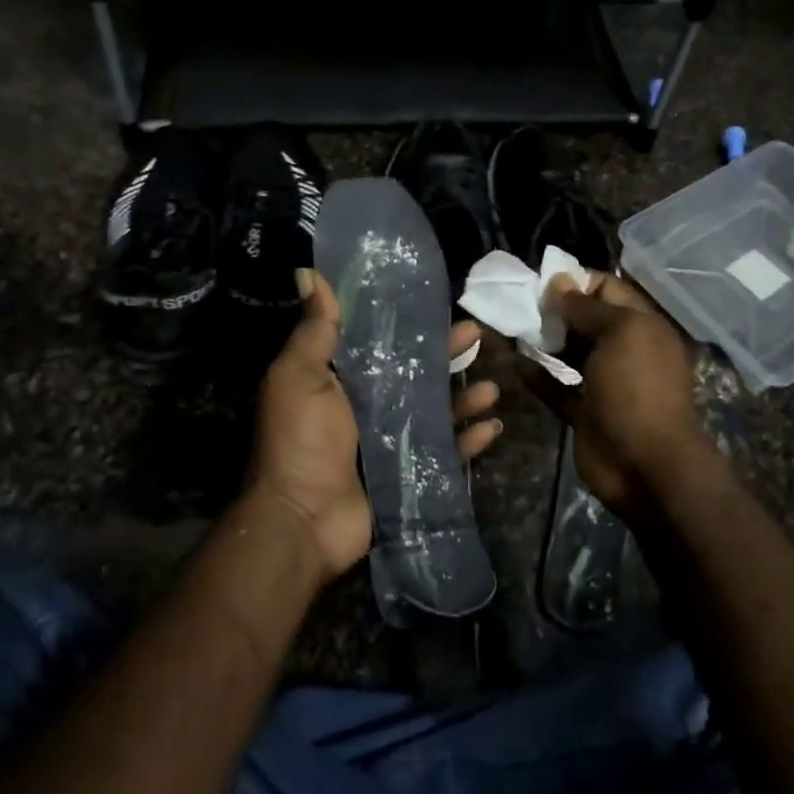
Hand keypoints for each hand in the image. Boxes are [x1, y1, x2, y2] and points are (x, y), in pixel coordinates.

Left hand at [248, 270, 502, 581]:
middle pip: (417, 373)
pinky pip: (446, 453)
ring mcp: (391, 442)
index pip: (381, 341)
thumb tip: (308, 273)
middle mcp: (368, 406)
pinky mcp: (408, 473)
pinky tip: (492, 426)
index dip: (408, 322)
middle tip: (478, 335)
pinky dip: (468, 440)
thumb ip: (315, 330)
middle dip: (447, 355)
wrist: (302, 520)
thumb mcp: (300, 377)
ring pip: (437, 411)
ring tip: (493, 387)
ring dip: (466, 397)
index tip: (436, 301)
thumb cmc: (301, 441)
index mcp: (341, 378)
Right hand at [536, 272, 707, 527]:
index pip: (608, 290)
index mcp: (642, 327)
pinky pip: (557, 387)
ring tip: (511, 327)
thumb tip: (559, 282)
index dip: (577, 281)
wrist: (646, 464)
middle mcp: (624, 351)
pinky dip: (538, 376)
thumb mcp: (620, 334)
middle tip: (519, 304)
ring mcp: (604, 383)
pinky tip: (514, 363)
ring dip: (543, 341)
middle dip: (555, 309)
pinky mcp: (584, 412)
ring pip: (570, 353)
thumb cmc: (637, 388)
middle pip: (586, 320)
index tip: (540, 279)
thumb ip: (588, 308)